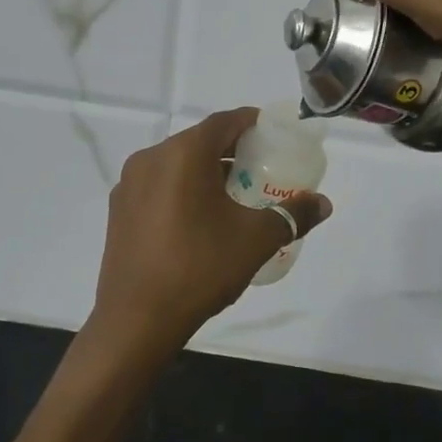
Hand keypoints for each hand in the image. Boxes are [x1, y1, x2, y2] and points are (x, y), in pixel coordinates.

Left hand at [87, 109, 330, 363]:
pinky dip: (182, 189)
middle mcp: (151, 159)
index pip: (223, 122)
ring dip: (205, 171)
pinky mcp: (118, 210)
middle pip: (198, 141)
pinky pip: (158, 185)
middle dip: (230, 150)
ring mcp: (129, 185)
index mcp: (182, 154)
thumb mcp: (255, 240)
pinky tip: (199, 219)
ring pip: (176, 164)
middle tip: (260, 168)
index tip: (273, 134)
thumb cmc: (200, 268)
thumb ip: (292, 214)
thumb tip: (323, 203)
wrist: (137, 319)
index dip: (251, 123)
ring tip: (233, 195)